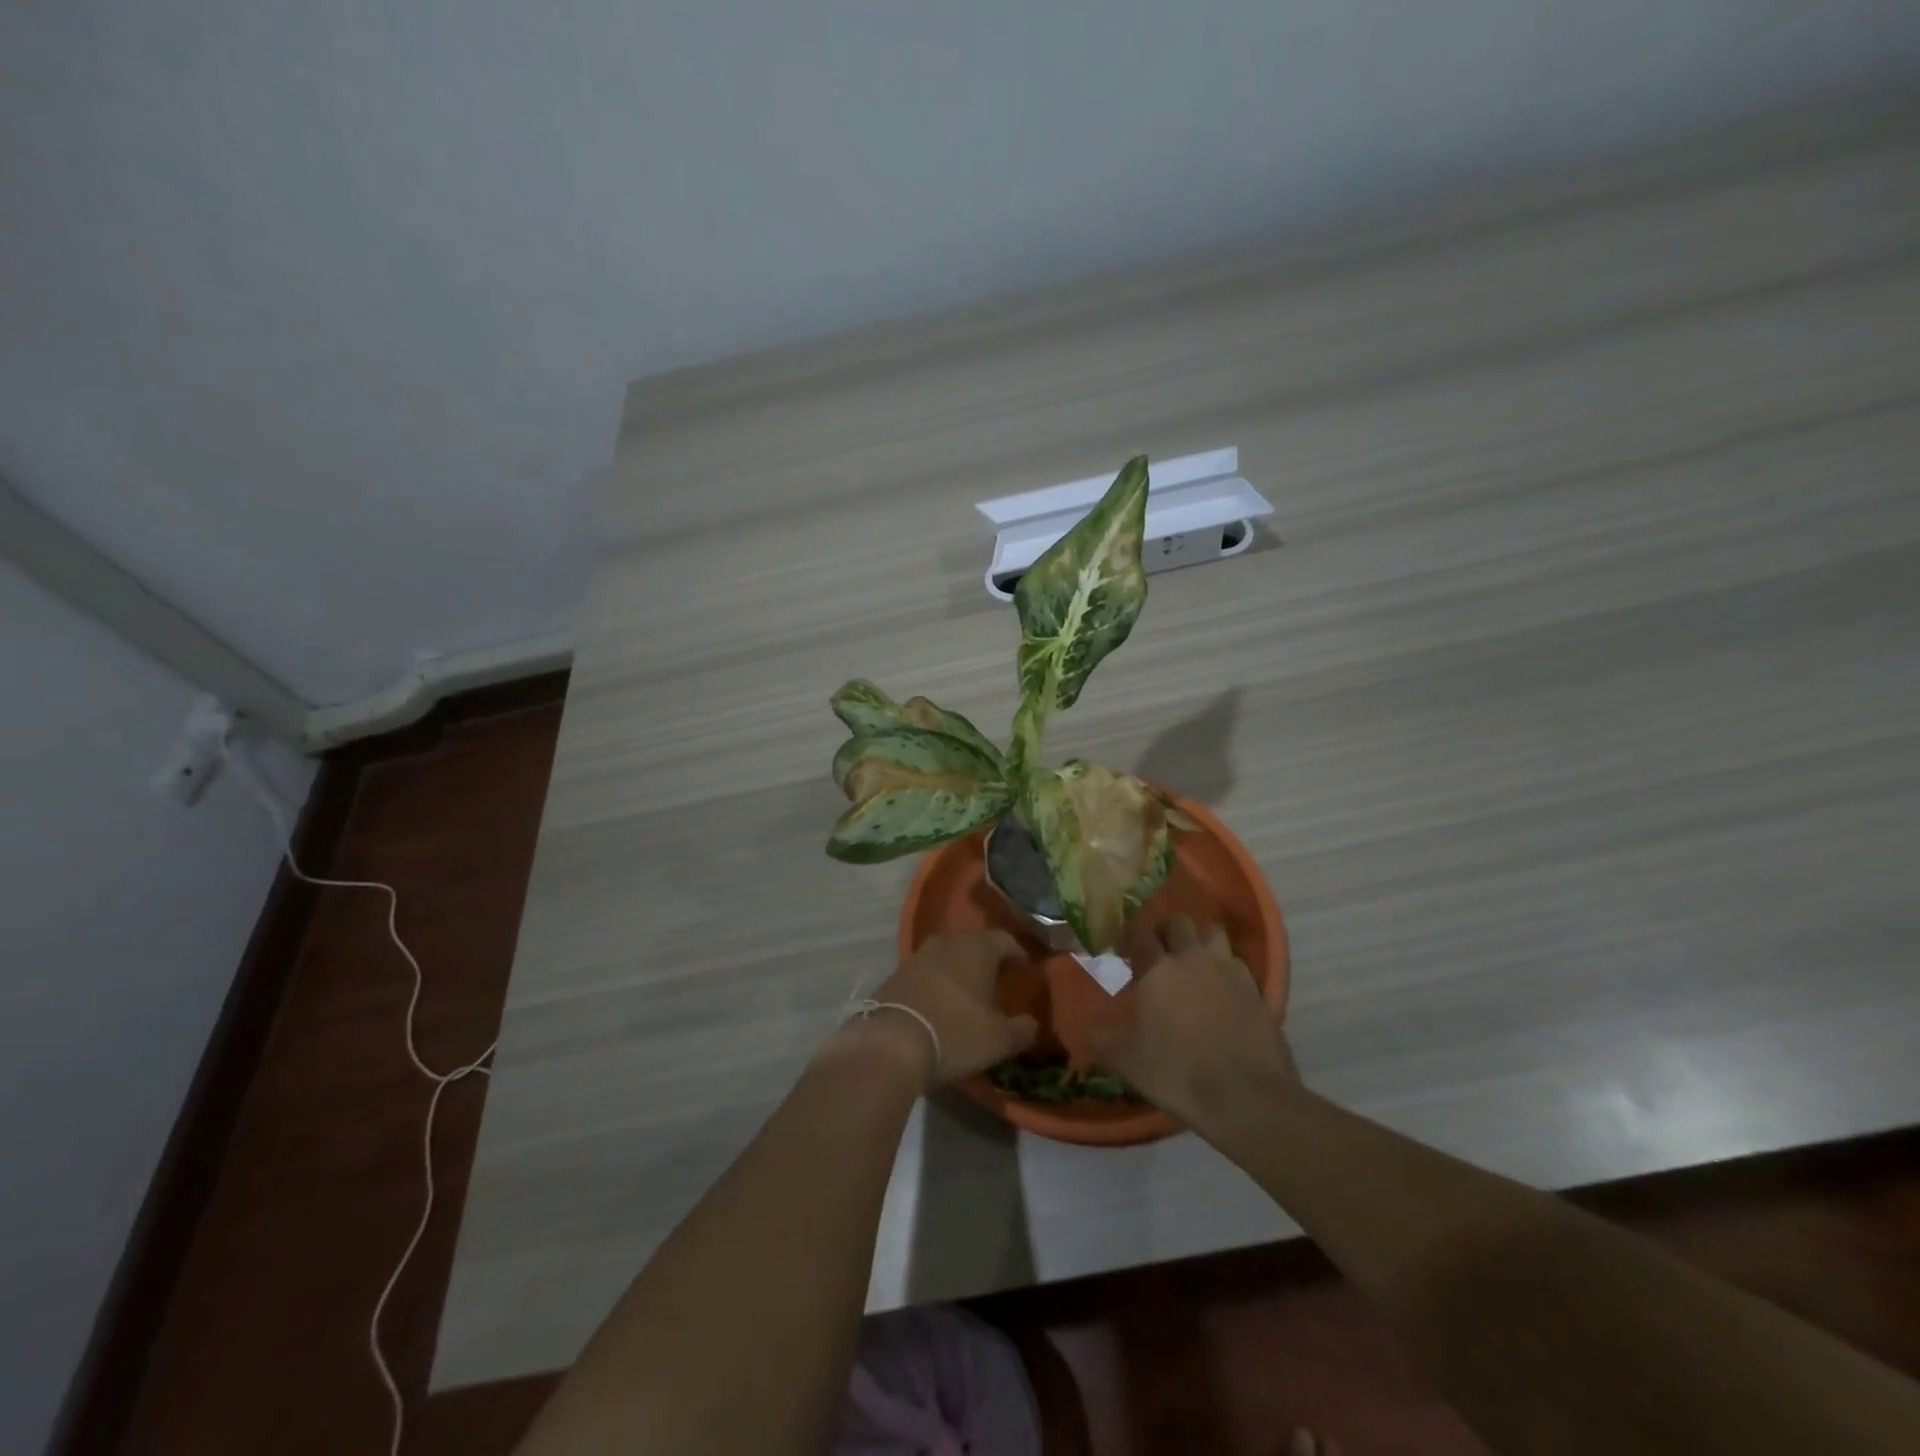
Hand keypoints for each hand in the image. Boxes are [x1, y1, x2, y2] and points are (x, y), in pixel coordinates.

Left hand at [858, 930, 1037, 1084]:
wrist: (891, 1042)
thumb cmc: (955, 1033)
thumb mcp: (999, 1039)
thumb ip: (1023, 1029)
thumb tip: (1032, 1024)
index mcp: (977, 948)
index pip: (1005, 939)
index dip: (1018, 954)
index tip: (1026, 970)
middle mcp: (947, 942)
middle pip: (974, 944)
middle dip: (988, 960)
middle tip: (999, 981)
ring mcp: (918, 955)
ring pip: (948, 956)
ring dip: (960, 971)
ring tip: (969, 994)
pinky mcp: (896, 974)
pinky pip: (926, 972)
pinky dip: (937, 983)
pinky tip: (940, 1004)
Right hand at [1088, 915, 1298, 1127]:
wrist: (1245, 1097)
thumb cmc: (1177, 1072)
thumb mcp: (1127, 1061)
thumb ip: (1104, 1039)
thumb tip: (1091, 1030)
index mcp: (1157, 969)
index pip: (1140, 932)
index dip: (1132, 936)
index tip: (1127, 947)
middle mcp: (1193, 959)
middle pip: (1179, 923)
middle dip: (1167, 931)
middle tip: (1160, 952)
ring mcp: (1228, 972)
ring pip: (1214, 934)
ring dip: (1202, 941)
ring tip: (1195, 963)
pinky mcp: (1256, 990)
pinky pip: (1238, 964)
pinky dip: (1228, 969)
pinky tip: (1224, 990)